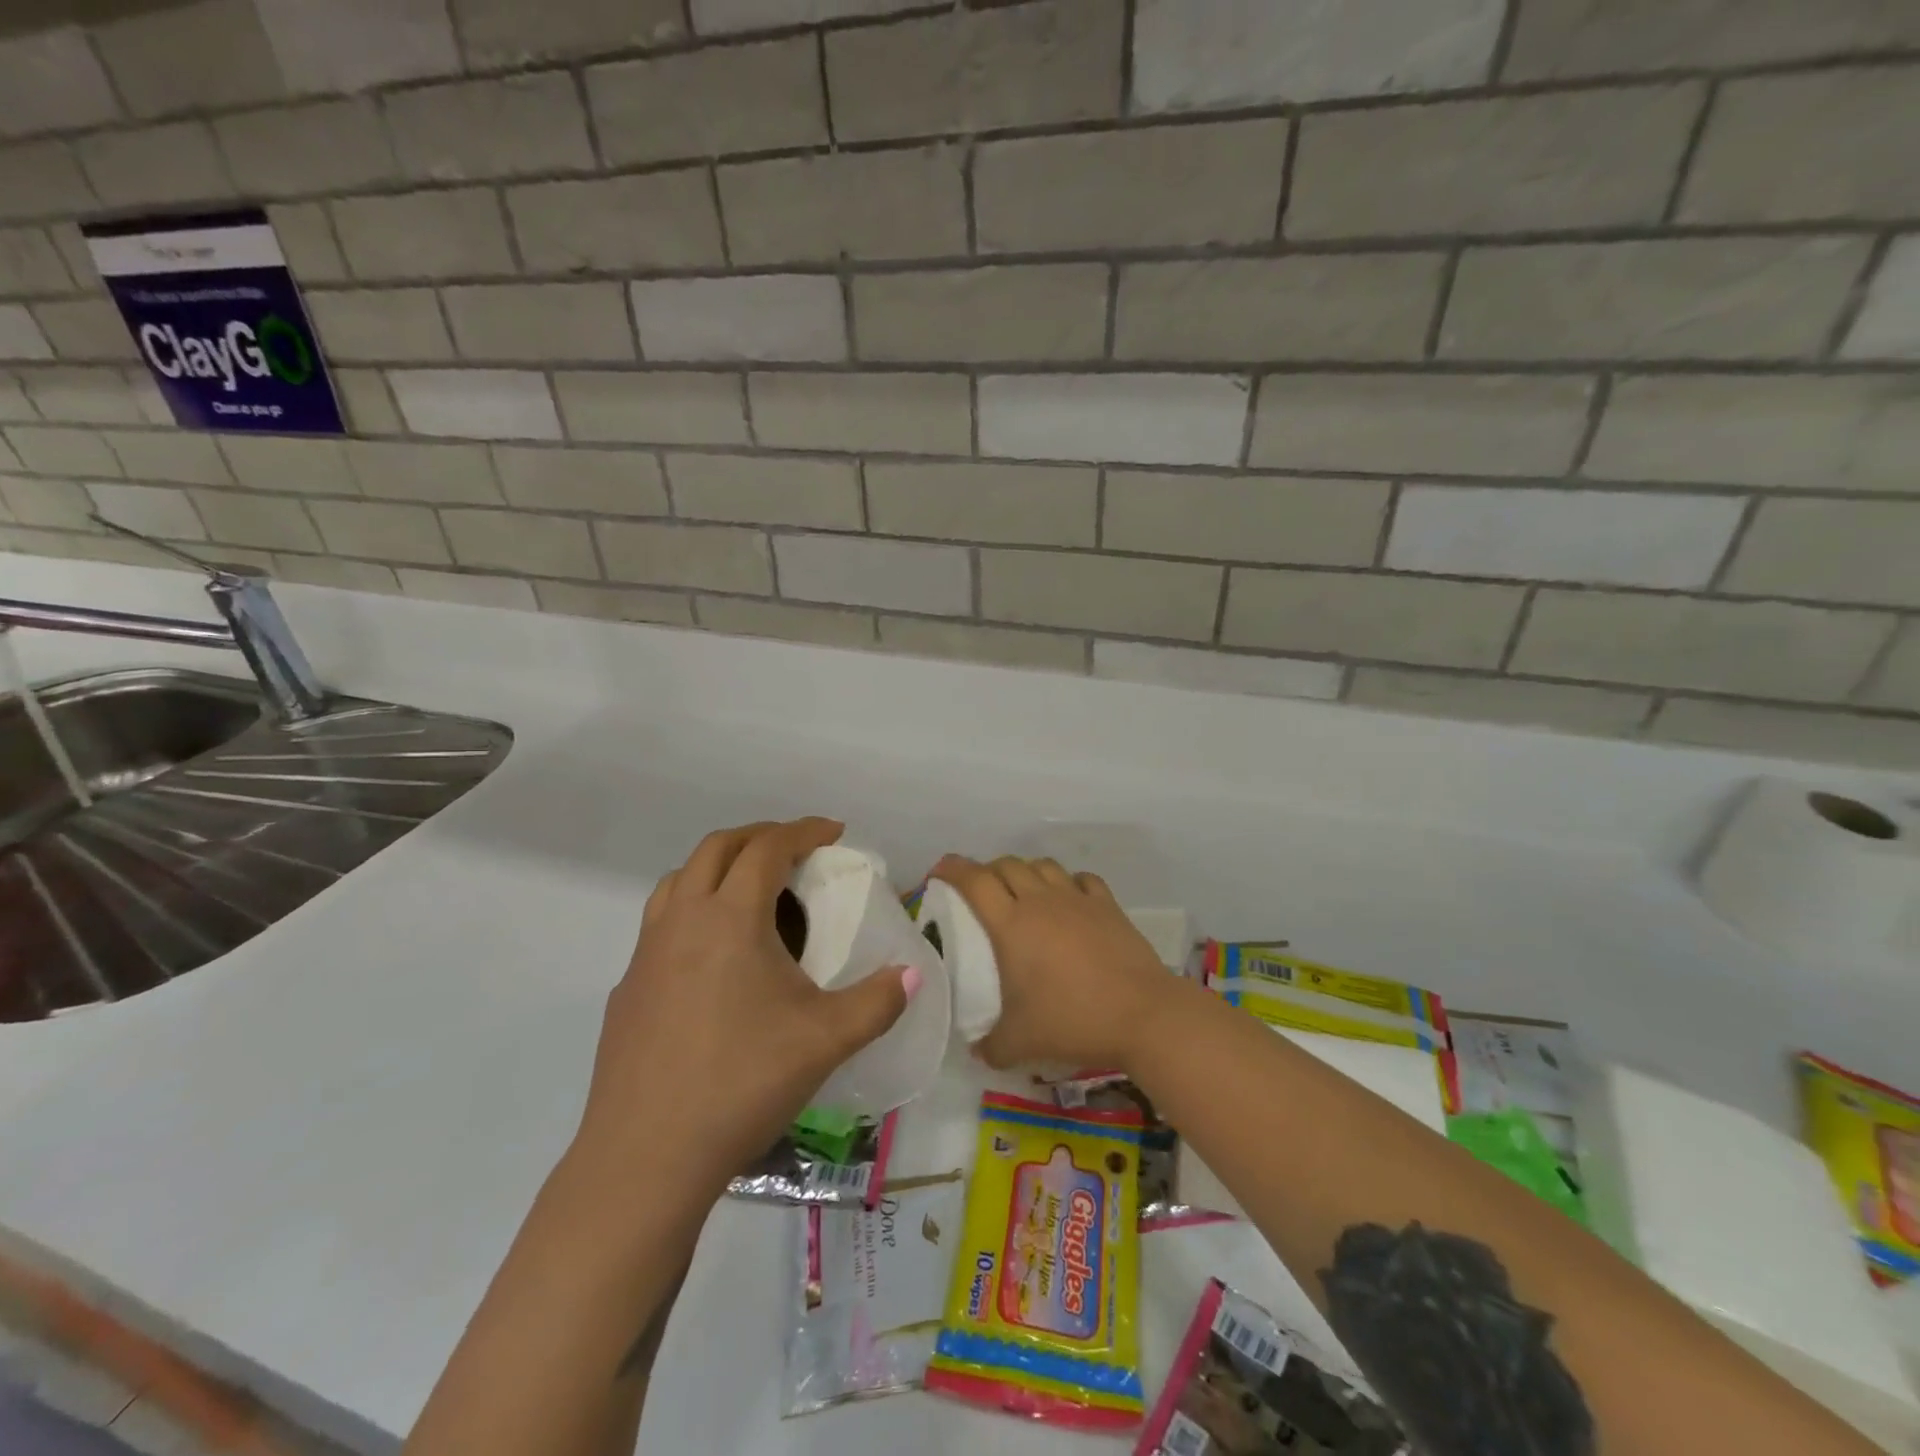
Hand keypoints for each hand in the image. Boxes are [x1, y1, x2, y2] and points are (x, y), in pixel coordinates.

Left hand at [577, 818, 916, 1184]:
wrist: (645, 1157)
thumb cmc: (741, 1083)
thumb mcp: (826, 1040)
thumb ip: (878, 1001)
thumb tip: (911, 974)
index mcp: (729, 918)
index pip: (767, 848)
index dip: (804, 830)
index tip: (833, 832)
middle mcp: (682, 921)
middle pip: (717, 848)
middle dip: (760, 837)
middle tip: (796, 851)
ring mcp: (645, 955)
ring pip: (679, 881)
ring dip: (718, 867)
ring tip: (752, 892)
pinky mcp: (626, 989)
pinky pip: (661, 925)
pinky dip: (693, 912)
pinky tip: (713, 959)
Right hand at [930, 854, 1173, 1074]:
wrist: (1142, 1015)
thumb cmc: (1072, 1021)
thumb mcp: (1019, 1043)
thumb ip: (990, 1046)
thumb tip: (977, 1049)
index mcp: (1011, 924)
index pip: (974, 880)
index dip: (952, 869)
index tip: (939, 871)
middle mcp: (1041, 900)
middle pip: (1007, 865)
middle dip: (987, 870)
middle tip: (980, 891)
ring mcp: (1077, 899)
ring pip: (1043, 865)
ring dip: (1025, 871)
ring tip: (1022, 892)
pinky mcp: (1108, 906)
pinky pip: (1081, 879)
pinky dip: (1068, 882)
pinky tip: (1068, 899)